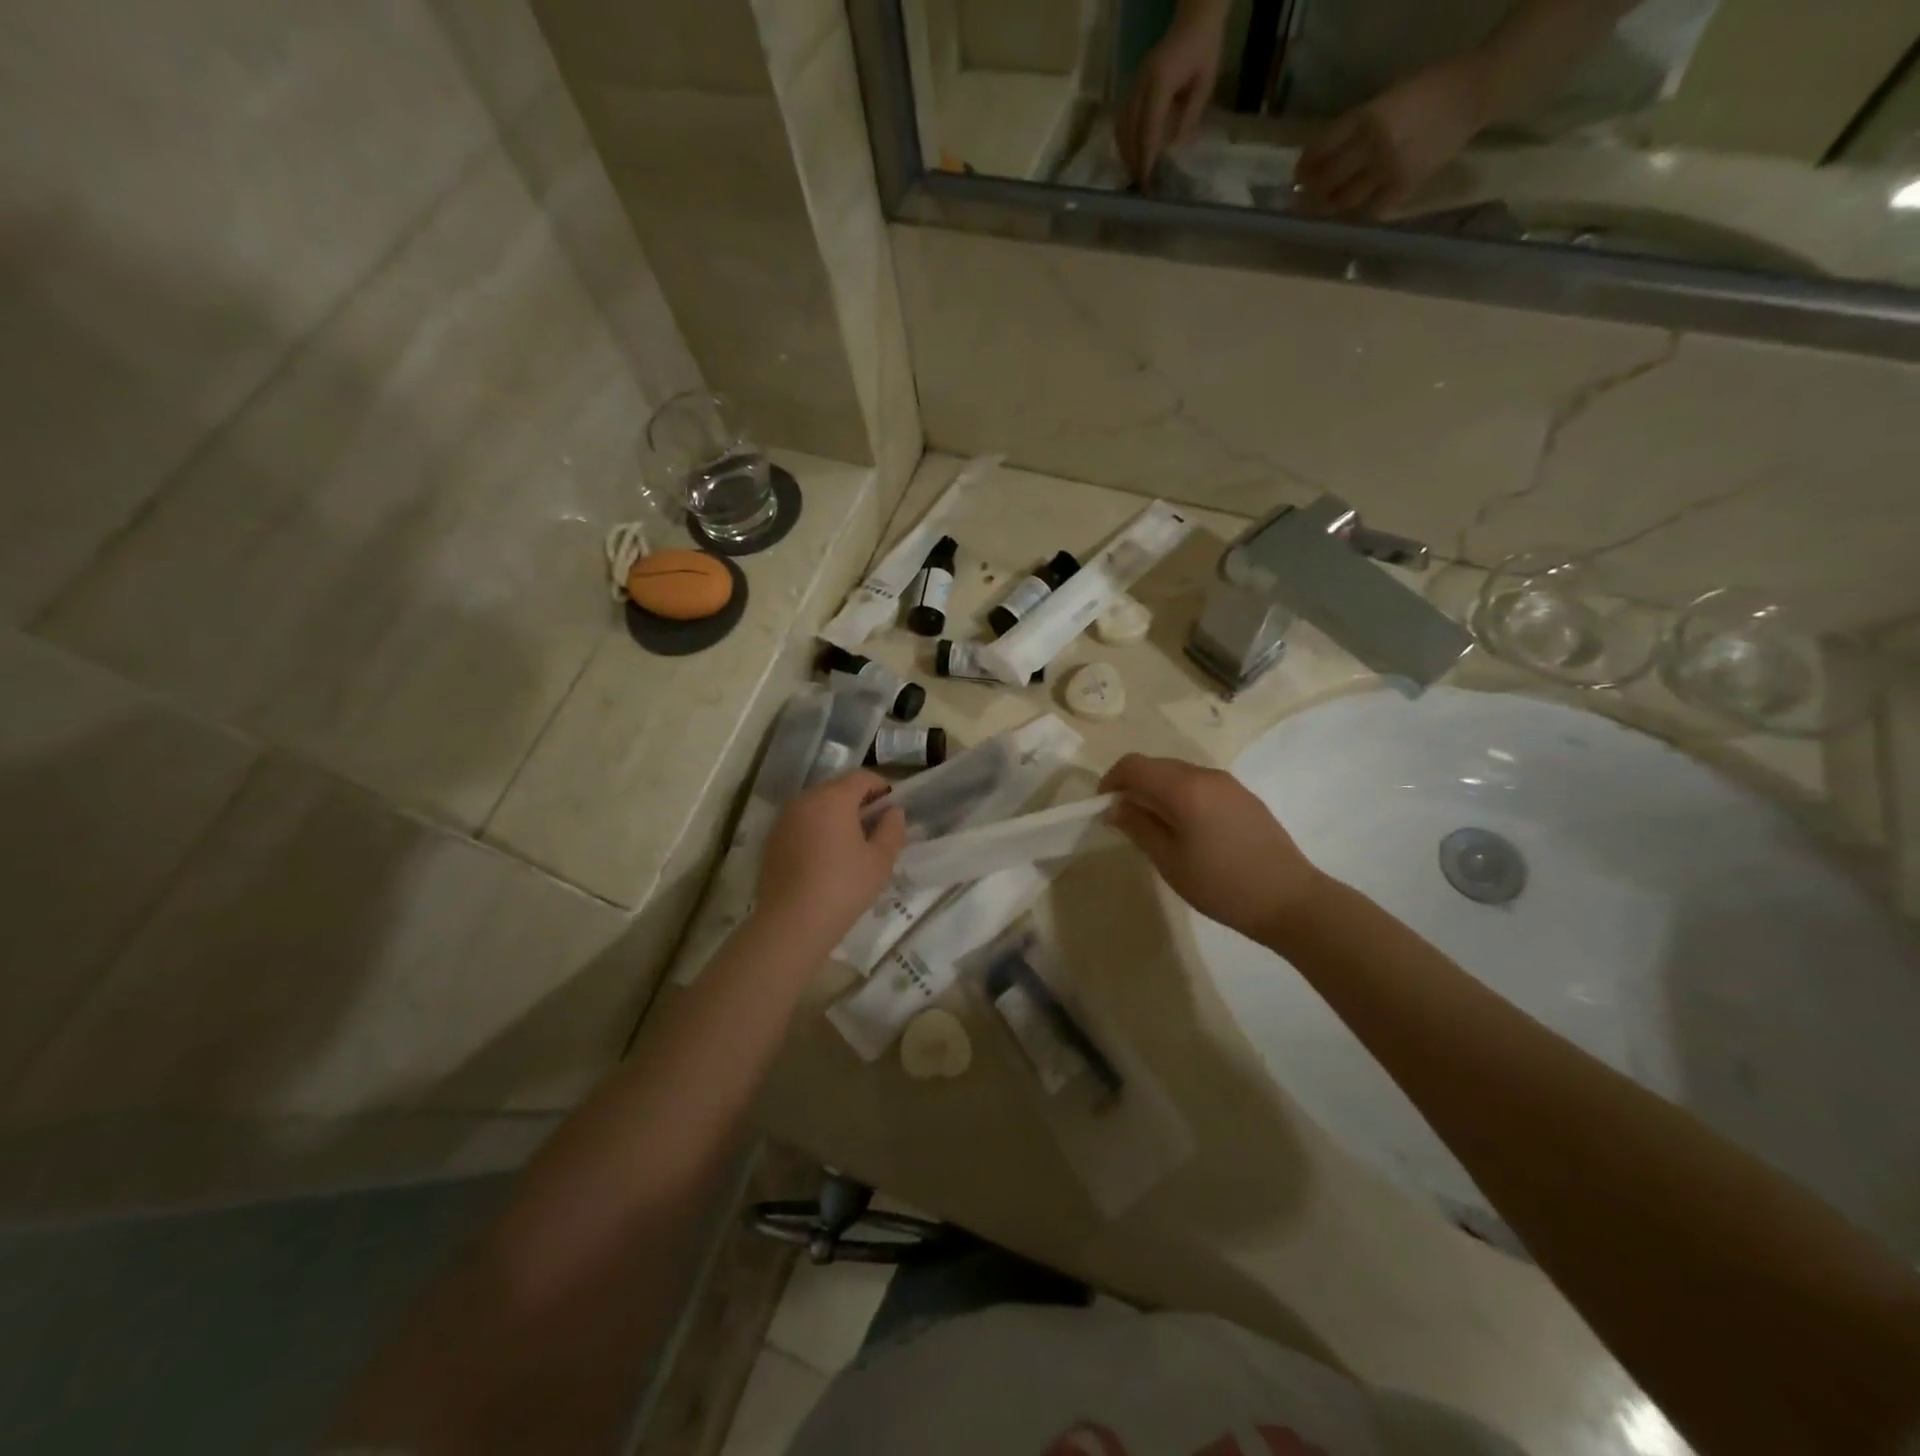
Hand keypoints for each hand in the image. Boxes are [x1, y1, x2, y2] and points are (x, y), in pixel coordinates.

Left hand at [755, 771, 904, 948]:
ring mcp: (784, 819)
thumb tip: (892, 811)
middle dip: (858, 800)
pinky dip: (816, 830)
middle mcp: (805, 800)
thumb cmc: (843, 887)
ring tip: (850, 844)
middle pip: (837, 788)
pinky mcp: (772, 840)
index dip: (880, 787)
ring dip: (836, 815)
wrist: (792, 923)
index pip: (861, 777)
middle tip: (874, 828)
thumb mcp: (880, 860)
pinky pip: (801, 823)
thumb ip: (891, 829)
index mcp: (833, 798)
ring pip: (816, 805)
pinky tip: (825, 858)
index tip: (891, 808)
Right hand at [1099, 753, 1323, 943]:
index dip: (1111, 780)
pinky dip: (1181, 796)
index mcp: (1184, 787)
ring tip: (1154, 826)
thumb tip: (1115, 807)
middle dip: (1133, 785)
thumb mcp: (1169, 860)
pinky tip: (1187, 829)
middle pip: (1157, 766)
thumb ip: (1138, 827)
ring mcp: (1229, 784)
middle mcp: (1206, 775)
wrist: (1290, 900)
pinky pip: (1201, 785)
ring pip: (1180, 774)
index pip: (1134, 765)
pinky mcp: (1244, 797)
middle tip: (1124, 819)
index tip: (1103, 807)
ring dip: (1158, 791)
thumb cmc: (1221, 884)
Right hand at [1116, 0, 1228, 182]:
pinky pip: (1122, 119)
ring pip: (1122, 126)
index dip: (1146, 157)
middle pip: (1130, 131)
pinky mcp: (1133, 86)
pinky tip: (1130, 153)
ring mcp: (1135, 84)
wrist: (1194, 18)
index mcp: (1161, 82)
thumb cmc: (1204, 50)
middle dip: (1133, 159)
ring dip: (1125, 152)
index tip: (1146, 180)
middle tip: (1139, 184)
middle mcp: (1142, 84)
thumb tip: (1172, 149)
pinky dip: (1124, 140)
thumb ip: (1188, 117)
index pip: (1148, 128)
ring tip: (1133, 172)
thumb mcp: (1204, 85)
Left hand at [1295, 57, 1487, 216]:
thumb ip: (1355, 129)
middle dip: (1311, 194)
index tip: (1298, 177)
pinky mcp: (1404, 188)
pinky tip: (1356, 212)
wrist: (1475, 92)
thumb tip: (1323, 160)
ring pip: (1344, 201)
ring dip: (1330, 208)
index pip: (1321, 149)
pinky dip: (1359, 214)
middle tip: (1304, 200)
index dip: (1305, 167)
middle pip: (1327, 181)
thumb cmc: (1427, 91)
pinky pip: (1370, 211)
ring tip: (1325, 209)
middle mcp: (1372, 145)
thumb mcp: (1385, 100)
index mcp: (1366, 116)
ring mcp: (1387, 169)